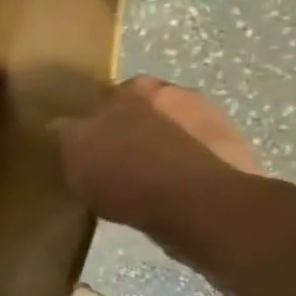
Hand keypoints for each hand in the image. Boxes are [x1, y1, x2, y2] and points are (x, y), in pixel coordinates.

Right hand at [49, 77, 260, 245]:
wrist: (202, 208)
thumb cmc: (129, 174)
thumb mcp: (76, 154)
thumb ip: (66, 133)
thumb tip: (58, 124)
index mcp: (136, 88)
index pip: (107, 96)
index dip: (95, 118)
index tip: (87, 142)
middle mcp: (178, 94)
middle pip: (144, 111)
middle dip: (131, 130)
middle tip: (114, 161)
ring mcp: (214, 123)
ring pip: (173, 134)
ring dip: (160, 150)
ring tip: (142, 185)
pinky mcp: (236, 156)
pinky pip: (196, 160)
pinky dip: (183, 173)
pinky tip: (169, 198)